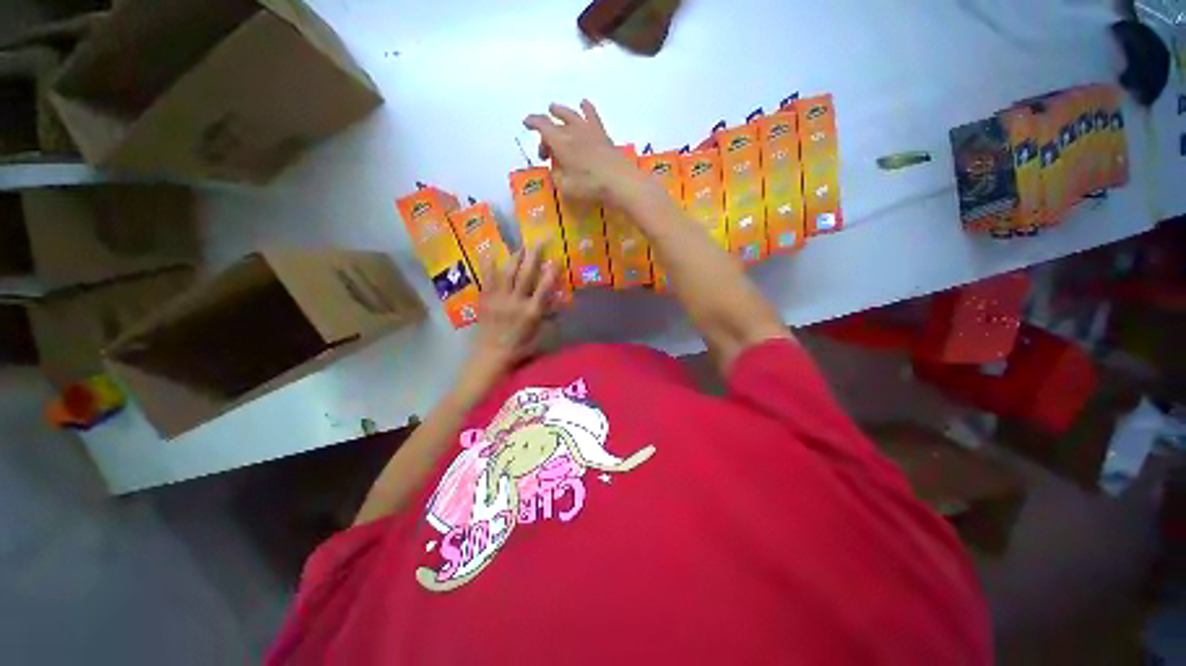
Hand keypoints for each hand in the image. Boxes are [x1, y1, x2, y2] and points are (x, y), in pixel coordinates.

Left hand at [468, 245, 558, 377]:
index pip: (544, 289)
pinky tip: (490, 253)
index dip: (551, 273)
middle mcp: (516, 302)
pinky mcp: (485, 299)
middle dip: (533, 257)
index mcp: (531, 312)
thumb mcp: (539, 336)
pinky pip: (487, 279)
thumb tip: (558, 304)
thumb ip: (548, 318)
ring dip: (515, 258)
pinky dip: (488, 266)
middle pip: (526, 276)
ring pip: (508, 274)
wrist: (491, 355)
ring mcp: (499, 299)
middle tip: (538, 242)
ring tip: (520, 246)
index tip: (556, 259)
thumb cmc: (519, 348)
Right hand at [523, 100, 649, 207]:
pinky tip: (584, 104)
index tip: (526, 123)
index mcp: (560, 142)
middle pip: (555, 123)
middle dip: (546, 131)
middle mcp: (573, 130)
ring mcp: (589, 130)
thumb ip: (557, 176)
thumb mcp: (566, 186)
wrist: (619, 181)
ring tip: (555, 110)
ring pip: (571, 114)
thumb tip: (555, 169)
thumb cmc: (590, 185)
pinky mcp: (602, 135)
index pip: (542, 126)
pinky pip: (592, 116)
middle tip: (546, 148)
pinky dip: (586, 109)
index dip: (532, 122)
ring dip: (561, 112)